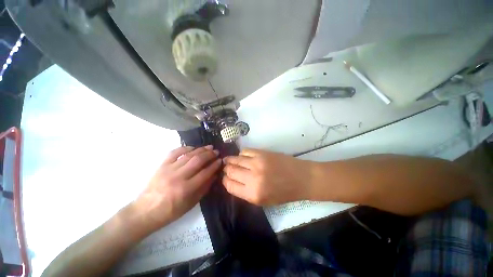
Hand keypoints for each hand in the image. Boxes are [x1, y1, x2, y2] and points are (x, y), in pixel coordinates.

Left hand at [135, 146, 221, 231]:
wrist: (144, 212)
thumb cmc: (170, 212)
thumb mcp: (191, 204)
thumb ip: (204, 188)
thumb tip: (214, 175)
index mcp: (186, 189)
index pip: (205, 173)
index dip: (214, 165)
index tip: (220, 160)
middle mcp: (178, 177)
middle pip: (198, 161)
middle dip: (209, 154)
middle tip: (216, 151)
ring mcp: (168, 169)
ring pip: (188, 155)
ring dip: (201, 149)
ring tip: (209, 147)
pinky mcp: (161, 166)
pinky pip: (174, 152)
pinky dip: (185, 148)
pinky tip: (192, 147)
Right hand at [222, 149, 315, 204]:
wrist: (301, 178)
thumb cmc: (284, 193)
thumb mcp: (264, 201)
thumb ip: (246, 192)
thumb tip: (233, 181)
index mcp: (253, 194)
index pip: (230, 186)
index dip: (225, 181)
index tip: (225, 178)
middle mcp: (252, 178)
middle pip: (230, 171)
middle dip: (226, 170)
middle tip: (227, 168)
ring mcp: (257, 163)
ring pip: (235, 159)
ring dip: (230, 160)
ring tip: (229, 160)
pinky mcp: (262, 153)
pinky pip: (245, 151)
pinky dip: (242, 154)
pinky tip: (243, 156)